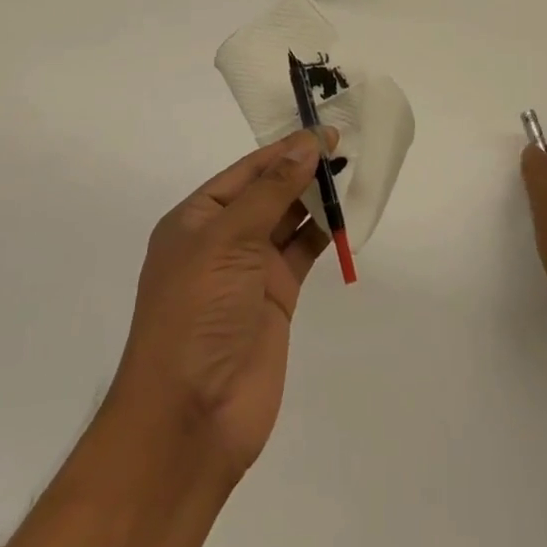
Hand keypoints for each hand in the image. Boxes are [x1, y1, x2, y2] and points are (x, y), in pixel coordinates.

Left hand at [107, 129, 335, 478]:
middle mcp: (222, 239)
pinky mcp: (277, 297)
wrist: (191, 416)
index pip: (247, 171)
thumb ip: (271, 192)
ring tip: (354, 172)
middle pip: (269, 192)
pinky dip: (326, 233)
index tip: (325, 130)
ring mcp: (250, 270)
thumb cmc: (197, 313)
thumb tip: (306, 145)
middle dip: (303, 169)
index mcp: (197, 219)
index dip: (284, 149)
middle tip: (348, 146)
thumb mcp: (227, 241)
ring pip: (289, 220)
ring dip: (317, 198)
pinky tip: (350, 214)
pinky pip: (303, 252)